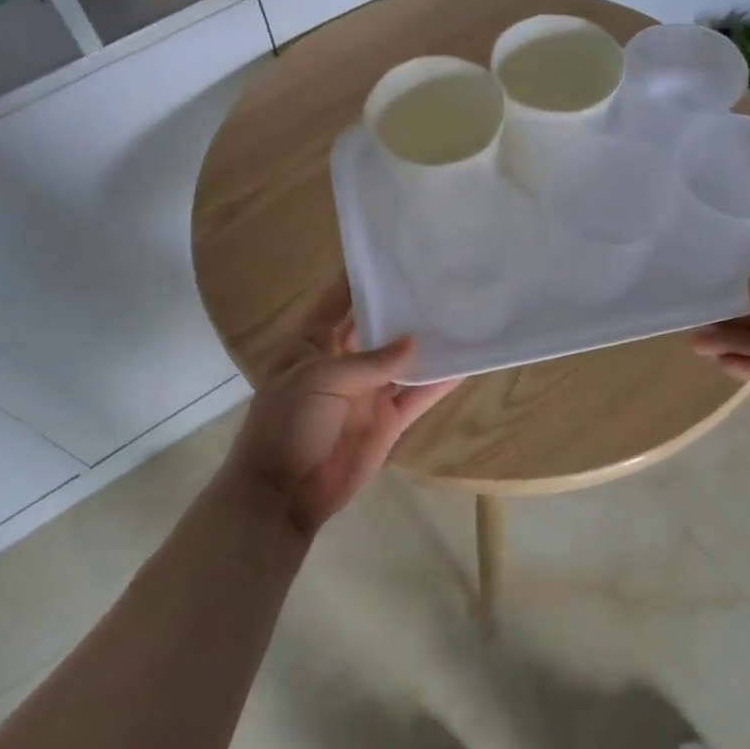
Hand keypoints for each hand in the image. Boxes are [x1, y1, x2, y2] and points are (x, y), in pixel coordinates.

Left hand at [219, 281, 461, 537]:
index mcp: (313, 344)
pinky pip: (416, 397)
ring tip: (459, 317)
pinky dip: (439, 384)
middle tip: (438, 283)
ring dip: (426, 345)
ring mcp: (367, 392)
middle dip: (401, 310)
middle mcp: (343, 363)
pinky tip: (465, 364)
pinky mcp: (387, 421)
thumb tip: (414, 342)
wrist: (284, 493)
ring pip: (402, 362)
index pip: (337, 303)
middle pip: (377, 330)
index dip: (359, 280)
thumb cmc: (288, 424)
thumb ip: (370, 361)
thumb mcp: (320, 379)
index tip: (391, 255)